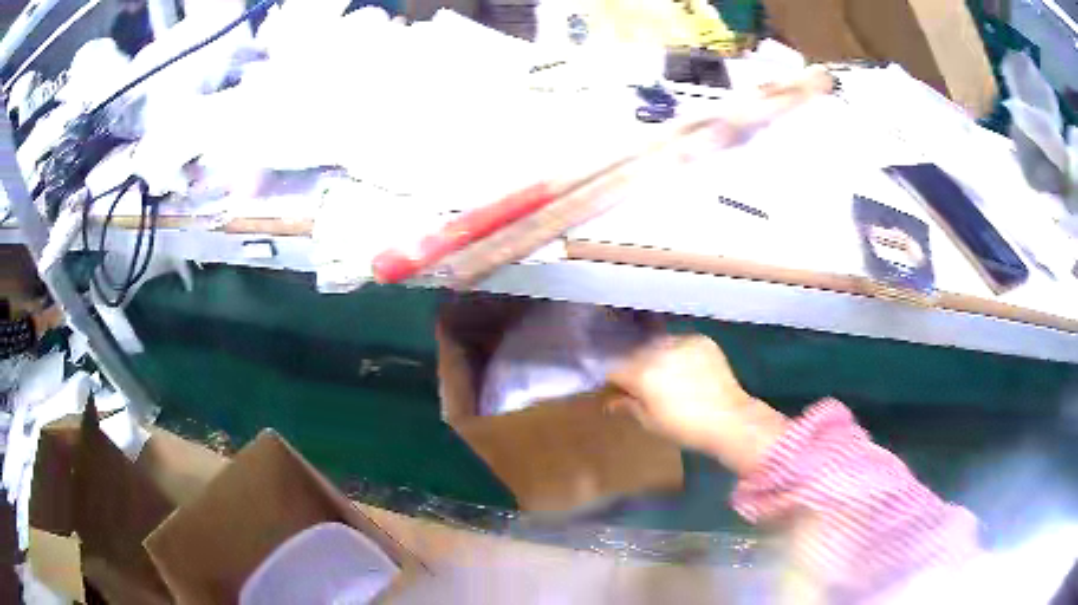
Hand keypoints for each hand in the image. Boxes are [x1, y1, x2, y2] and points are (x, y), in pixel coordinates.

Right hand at [609, 335, 786, 475]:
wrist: (729, 419)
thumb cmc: (685, 427)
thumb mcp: (650, 422)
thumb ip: (628, 405)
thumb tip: (611, 401)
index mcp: (642, 373)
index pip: (615, 369)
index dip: (615, 381)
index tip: (620, 391)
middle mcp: (659, 351)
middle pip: (635, 353)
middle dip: (635, 367)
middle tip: (644, 385)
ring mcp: (682, 342)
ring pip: (658, 344)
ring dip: (656, 356)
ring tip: (667, 375)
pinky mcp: (701, 340)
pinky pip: (680, 342)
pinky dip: (678, 352)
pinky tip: (685, 368)